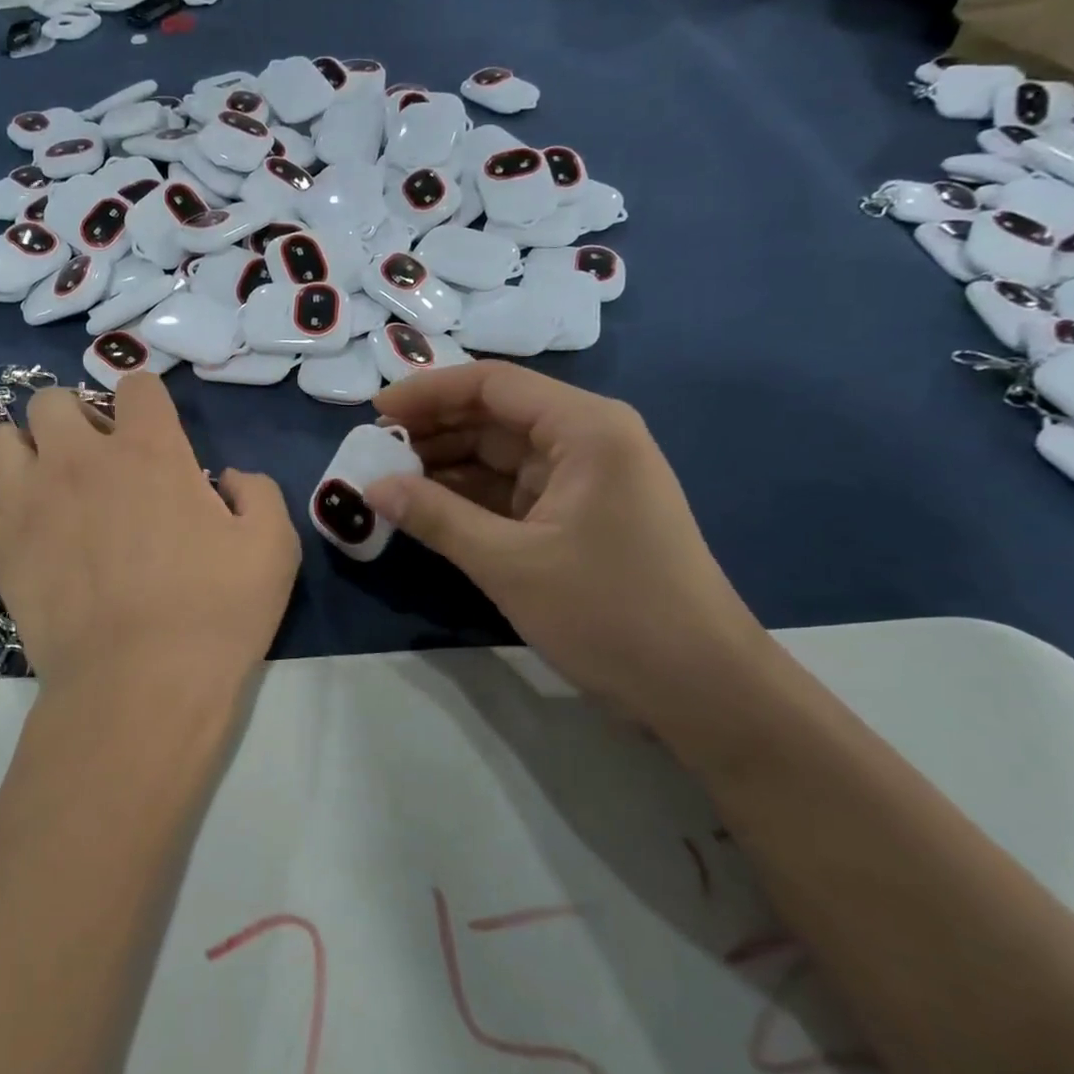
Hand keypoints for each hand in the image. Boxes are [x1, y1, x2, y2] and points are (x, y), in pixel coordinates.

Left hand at [0, 375, 300, 705]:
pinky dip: (5, 506)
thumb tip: (229, 478)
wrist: (139, 687)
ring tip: (50, 481)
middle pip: (51, 399)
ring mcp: (31, 501)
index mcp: (149, 450)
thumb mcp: (273, 546)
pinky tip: (30, 530)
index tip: (155, 430)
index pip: (136, 384)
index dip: (147, 400)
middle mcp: (80, 460)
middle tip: (97, 456)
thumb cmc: (215, 613)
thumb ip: (258, 492)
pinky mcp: (1, 547)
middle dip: (75, 416)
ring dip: (26, 449)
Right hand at [366, 362, 768, 719]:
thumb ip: (436, 517)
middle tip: (372, 451)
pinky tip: (426, 507)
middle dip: (433, 430)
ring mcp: (586, 478)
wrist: (702, 689)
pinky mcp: (580, 514)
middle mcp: (588, 439)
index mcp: (585, 428)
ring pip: (500, 454)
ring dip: (446, 465)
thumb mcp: (510, 564)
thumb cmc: (612, 614)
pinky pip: (513, 490)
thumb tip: (371, 487)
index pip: (492, 384)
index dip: (428, 392)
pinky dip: (470, 496)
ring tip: (388, 479)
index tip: (374, 412)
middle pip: (496, 415)